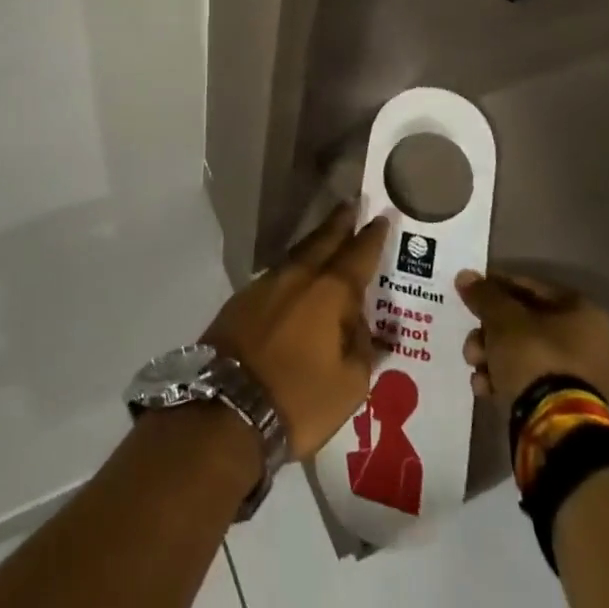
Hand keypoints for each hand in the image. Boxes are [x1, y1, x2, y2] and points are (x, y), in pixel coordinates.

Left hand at [201, 204, 389, 460]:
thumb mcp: (349, 386)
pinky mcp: (244, 297)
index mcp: (330, 293)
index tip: (381, 216)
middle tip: (352, 203)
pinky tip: (298, 271)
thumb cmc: (298, 399)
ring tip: (329, 231)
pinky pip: (279, 271)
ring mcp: (267, 283)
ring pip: (299, 253)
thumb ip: (362, 349)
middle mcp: (299, 277)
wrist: (227, 405)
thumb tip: (362, 325)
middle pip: (324, 241)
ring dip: (317, 240)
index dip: (372, 237)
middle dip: (340, 222)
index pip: (358, 256)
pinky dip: (295, 264)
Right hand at [457, 270, 608, 411]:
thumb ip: (484, 294)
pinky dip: (507, 381)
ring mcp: (584, 380)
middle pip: (526, 325)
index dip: (497, 288)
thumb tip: (465, 276)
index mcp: (584, 313)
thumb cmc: (535, 357)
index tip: (471, 295)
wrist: (557, 429)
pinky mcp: (571, 409)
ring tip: (474, 368)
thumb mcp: (502, 318)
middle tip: (471, 342)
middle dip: (490, 332)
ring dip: (493, 358)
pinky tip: (485, 388)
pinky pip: (533, 383)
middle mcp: (591, 343)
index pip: (532, 288)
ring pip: (526, 355)